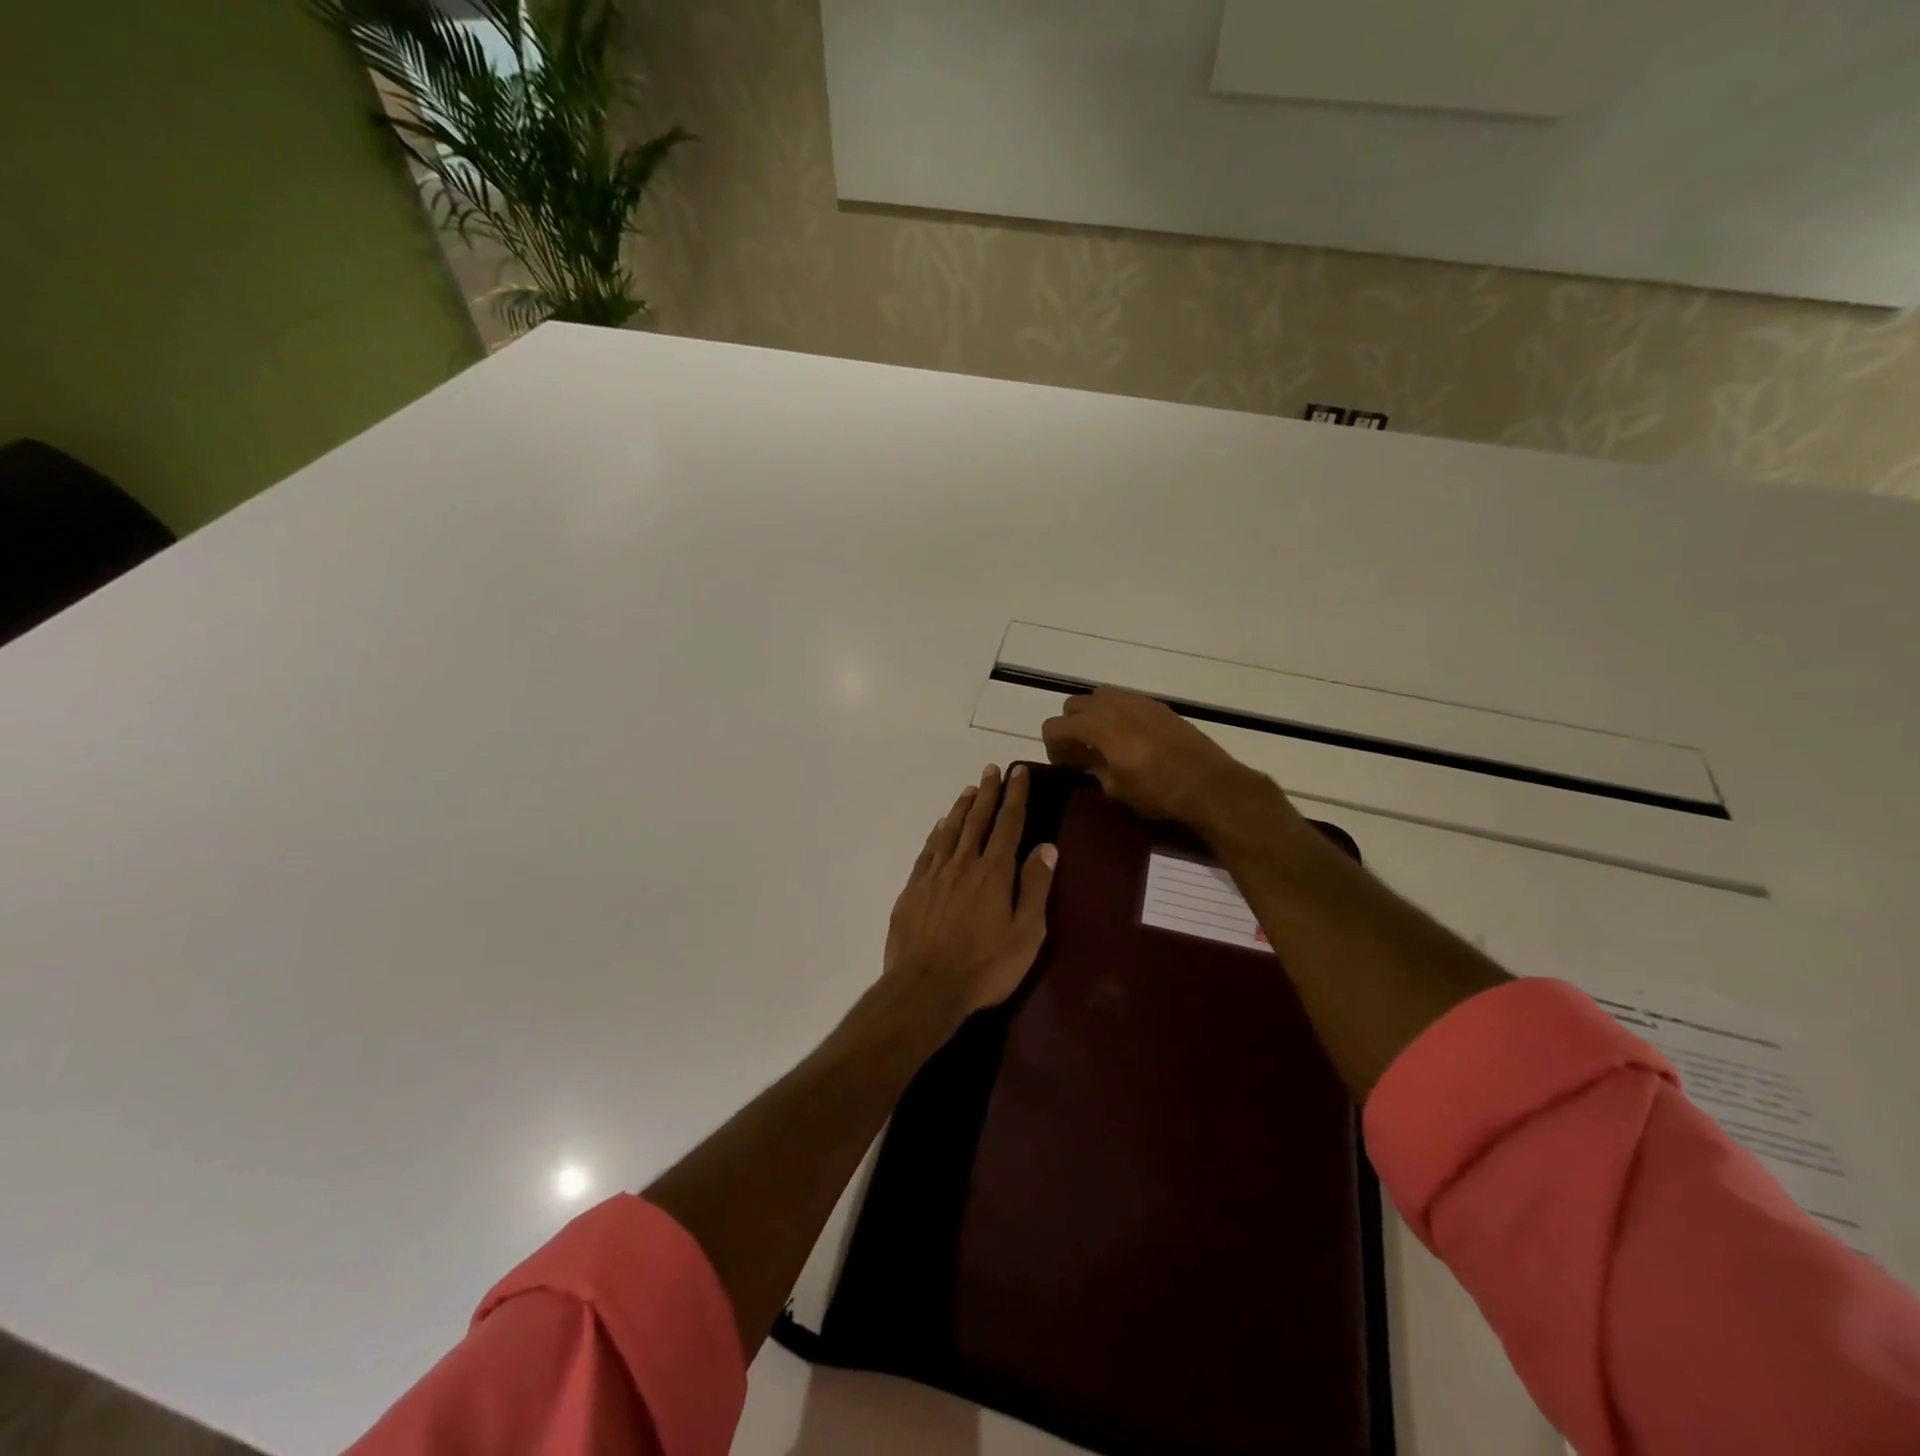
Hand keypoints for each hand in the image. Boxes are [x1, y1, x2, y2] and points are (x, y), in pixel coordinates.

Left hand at [883, 763, 1057, 1023]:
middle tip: (991, 770)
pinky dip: (937, 834)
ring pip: (950, 830)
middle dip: (988, 793)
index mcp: (994, 872)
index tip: (1019, 773)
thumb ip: (1035, 887)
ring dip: (961, 808)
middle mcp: (964, 863)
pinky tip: (940, 827)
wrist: (925, 987)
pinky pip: (928, 850)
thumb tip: (1047, 847)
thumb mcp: (1026, 934)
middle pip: (978, 819)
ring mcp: (935, 874)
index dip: (1015, 796)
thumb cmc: (985, 967)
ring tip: (969, 790)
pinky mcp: (913, 888)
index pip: (1009, 824)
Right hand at [1040, 687, 1278, 835]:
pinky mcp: (1159, 706)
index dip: (1052, 746)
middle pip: (1074, 704)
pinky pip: (1126, 701)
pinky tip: (1131, 740)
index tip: (1063, 766)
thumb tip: (1089, 762)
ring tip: (1104, 743)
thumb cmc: (1157, 792)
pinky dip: (1118, 715)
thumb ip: (1094, 769)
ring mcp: (1139, 702)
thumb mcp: (1116, 789)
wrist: (1208, 784)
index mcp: (1098, 726)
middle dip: (1070, 726)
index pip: (1054, 725)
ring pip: (1100, 696)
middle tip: (1079, 753)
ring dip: (1093, 716)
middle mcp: (1114, 705)